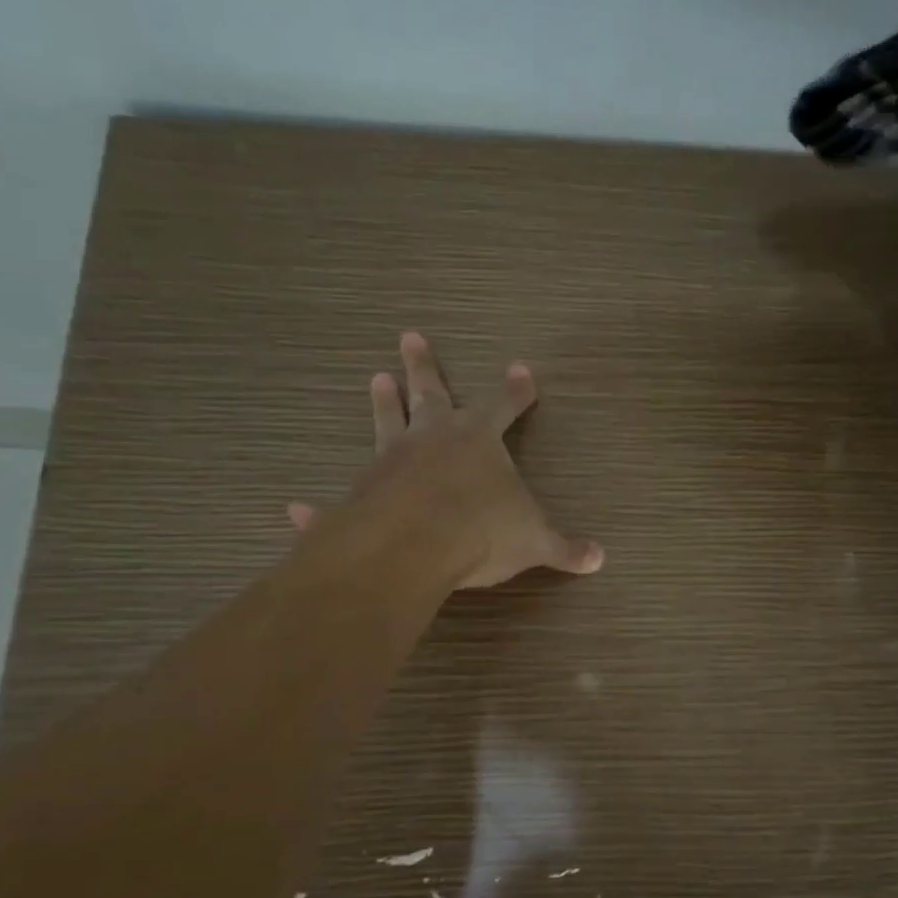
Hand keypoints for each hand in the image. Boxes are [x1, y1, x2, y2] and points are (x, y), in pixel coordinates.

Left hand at [289, 332, 603, 589]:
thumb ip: (565, 548)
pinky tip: (297, 509)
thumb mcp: (533, 541)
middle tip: (409, 337)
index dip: (516, 391)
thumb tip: (600, 559)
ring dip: (382, 402)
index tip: (521, 370)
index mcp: (478, 441)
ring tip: (375, 378)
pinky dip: (319, 507)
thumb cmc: (481, 530)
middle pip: (432, 393)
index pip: (504, 406)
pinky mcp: (359, 493)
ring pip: (386, 421)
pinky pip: (340, 497)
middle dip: (425, 367)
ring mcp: (391, 460)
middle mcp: (433, 439)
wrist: (413, 545)